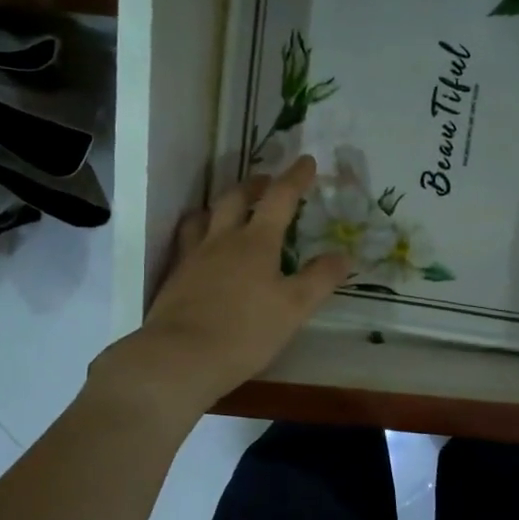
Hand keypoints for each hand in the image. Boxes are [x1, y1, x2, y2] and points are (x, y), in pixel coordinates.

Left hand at [88, 155, 349, 424]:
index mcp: (256, 242)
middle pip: (235, 199)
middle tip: (266, 181)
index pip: (279, 199)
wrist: (180, 357)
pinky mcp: (174, 278)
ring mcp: (193, 257)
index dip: (295, 178)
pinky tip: (200, 247)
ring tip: (227, 208)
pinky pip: (185, 242)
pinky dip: (197, 233)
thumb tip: (344, 255)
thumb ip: (319, 279)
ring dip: (219, 206)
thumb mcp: (294, 309)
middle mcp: (222, 240)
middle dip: (254, 185)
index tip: (306, 161)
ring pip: (204, 217)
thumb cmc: (245, 332)